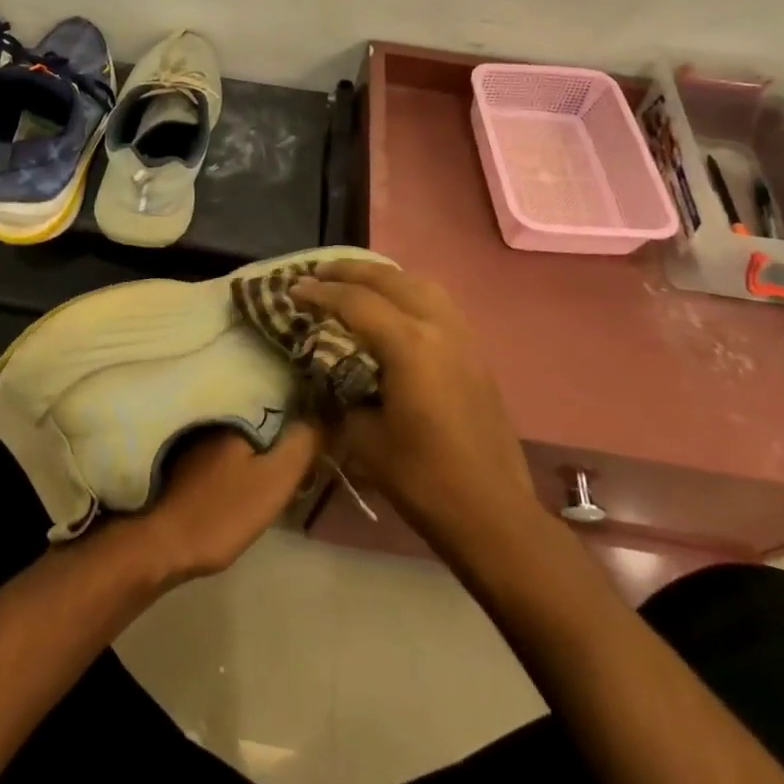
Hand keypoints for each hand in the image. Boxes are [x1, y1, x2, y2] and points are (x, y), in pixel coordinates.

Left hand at [131, 422, 320, 585]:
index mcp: (235, 410)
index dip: (303, 407)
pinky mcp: (183, 457)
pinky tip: (247, 467)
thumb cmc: (222, 510)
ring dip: (260, 438)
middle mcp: (212, 413)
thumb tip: (328, 411)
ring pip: (240, 429)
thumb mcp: (274, 480)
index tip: (323, 419)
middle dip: (282, 422)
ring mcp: (194, 435)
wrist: (162, 544)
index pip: (278, 395)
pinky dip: (239, 451)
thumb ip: (303, 444)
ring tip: (283, 453)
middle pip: (259, 412)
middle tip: (307, 441)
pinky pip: (223, 444)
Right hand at [293, 262, 534, 549]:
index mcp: (409, 345)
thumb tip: (328, 370)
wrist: (491, 511)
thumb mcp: (364, 437)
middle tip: (317, 272)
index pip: (355, 302)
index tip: (293, 288)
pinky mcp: (475, 350)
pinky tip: (395, 304)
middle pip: (389, 279)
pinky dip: (408, 290)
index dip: (320, 293)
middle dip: (349, 271)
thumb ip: (341, 392)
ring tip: (355, 280)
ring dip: (382, 276)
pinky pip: (437, 301)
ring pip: (419, 283)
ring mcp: (462, 335)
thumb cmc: (422, 478)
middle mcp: (438, 326)